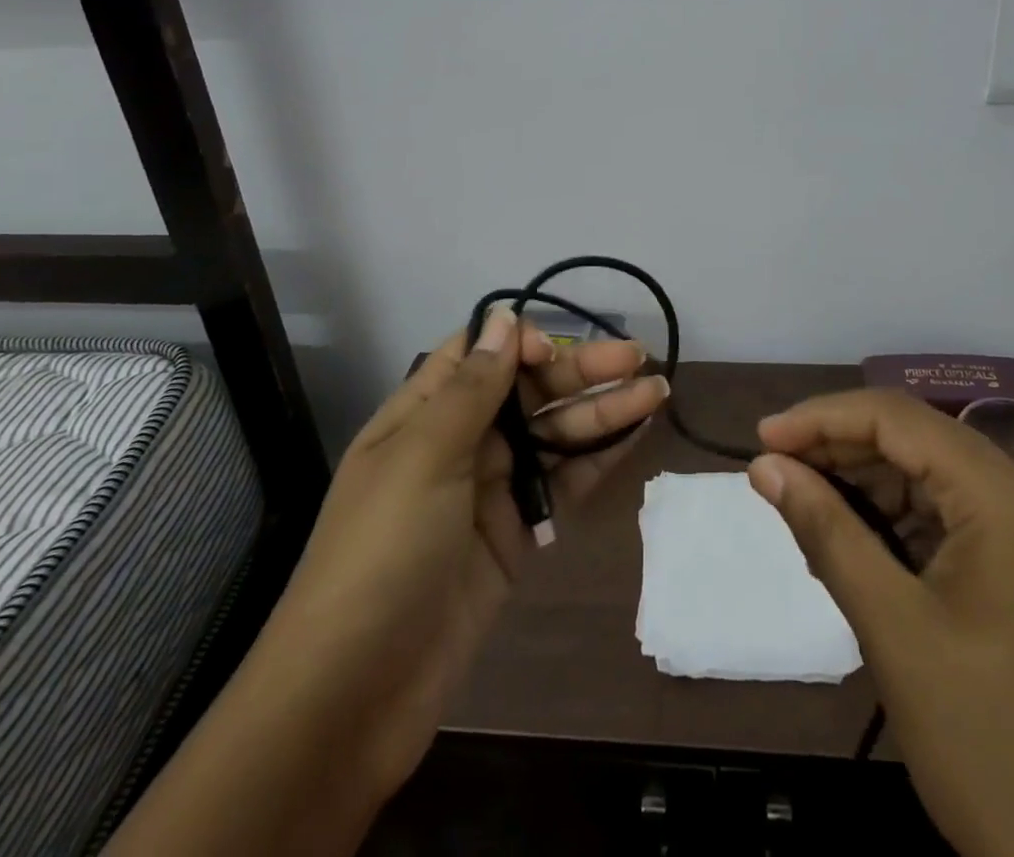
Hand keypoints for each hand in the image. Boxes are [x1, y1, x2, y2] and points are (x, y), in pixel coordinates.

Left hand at [106, 307, 665, 856]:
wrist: (355, 695)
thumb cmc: (382, 554)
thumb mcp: (422, 458)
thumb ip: (471, 389)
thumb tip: (503, 317)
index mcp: (422, 415)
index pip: (477, 356)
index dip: (520, 343)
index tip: (558, 350)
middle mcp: (458, 443)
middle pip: (527, 391)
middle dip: (580, 372)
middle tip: (638, 358)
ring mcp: (490, 491)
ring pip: (553, 435)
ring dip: (602, 412)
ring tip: (657, 391)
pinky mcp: (516, 535)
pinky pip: (561, 484)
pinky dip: (598, 459)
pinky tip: (637, 434)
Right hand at [749, 391, 1013, 856]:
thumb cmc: (986, 744)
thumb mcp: (891, 627)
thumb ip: (824, 529)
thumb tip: (764, 466)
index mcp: (1009, 498)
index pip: (899, 419)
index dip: (822, 419)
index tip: (762, 439)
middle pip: (918, 441)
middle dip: (841, 450)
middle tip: (775, 473)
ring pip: (933, 476)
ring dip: (867, 485)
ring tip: (805, 508)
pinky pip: (955, 516)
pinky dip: (900, 520)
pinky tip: (856, 541)